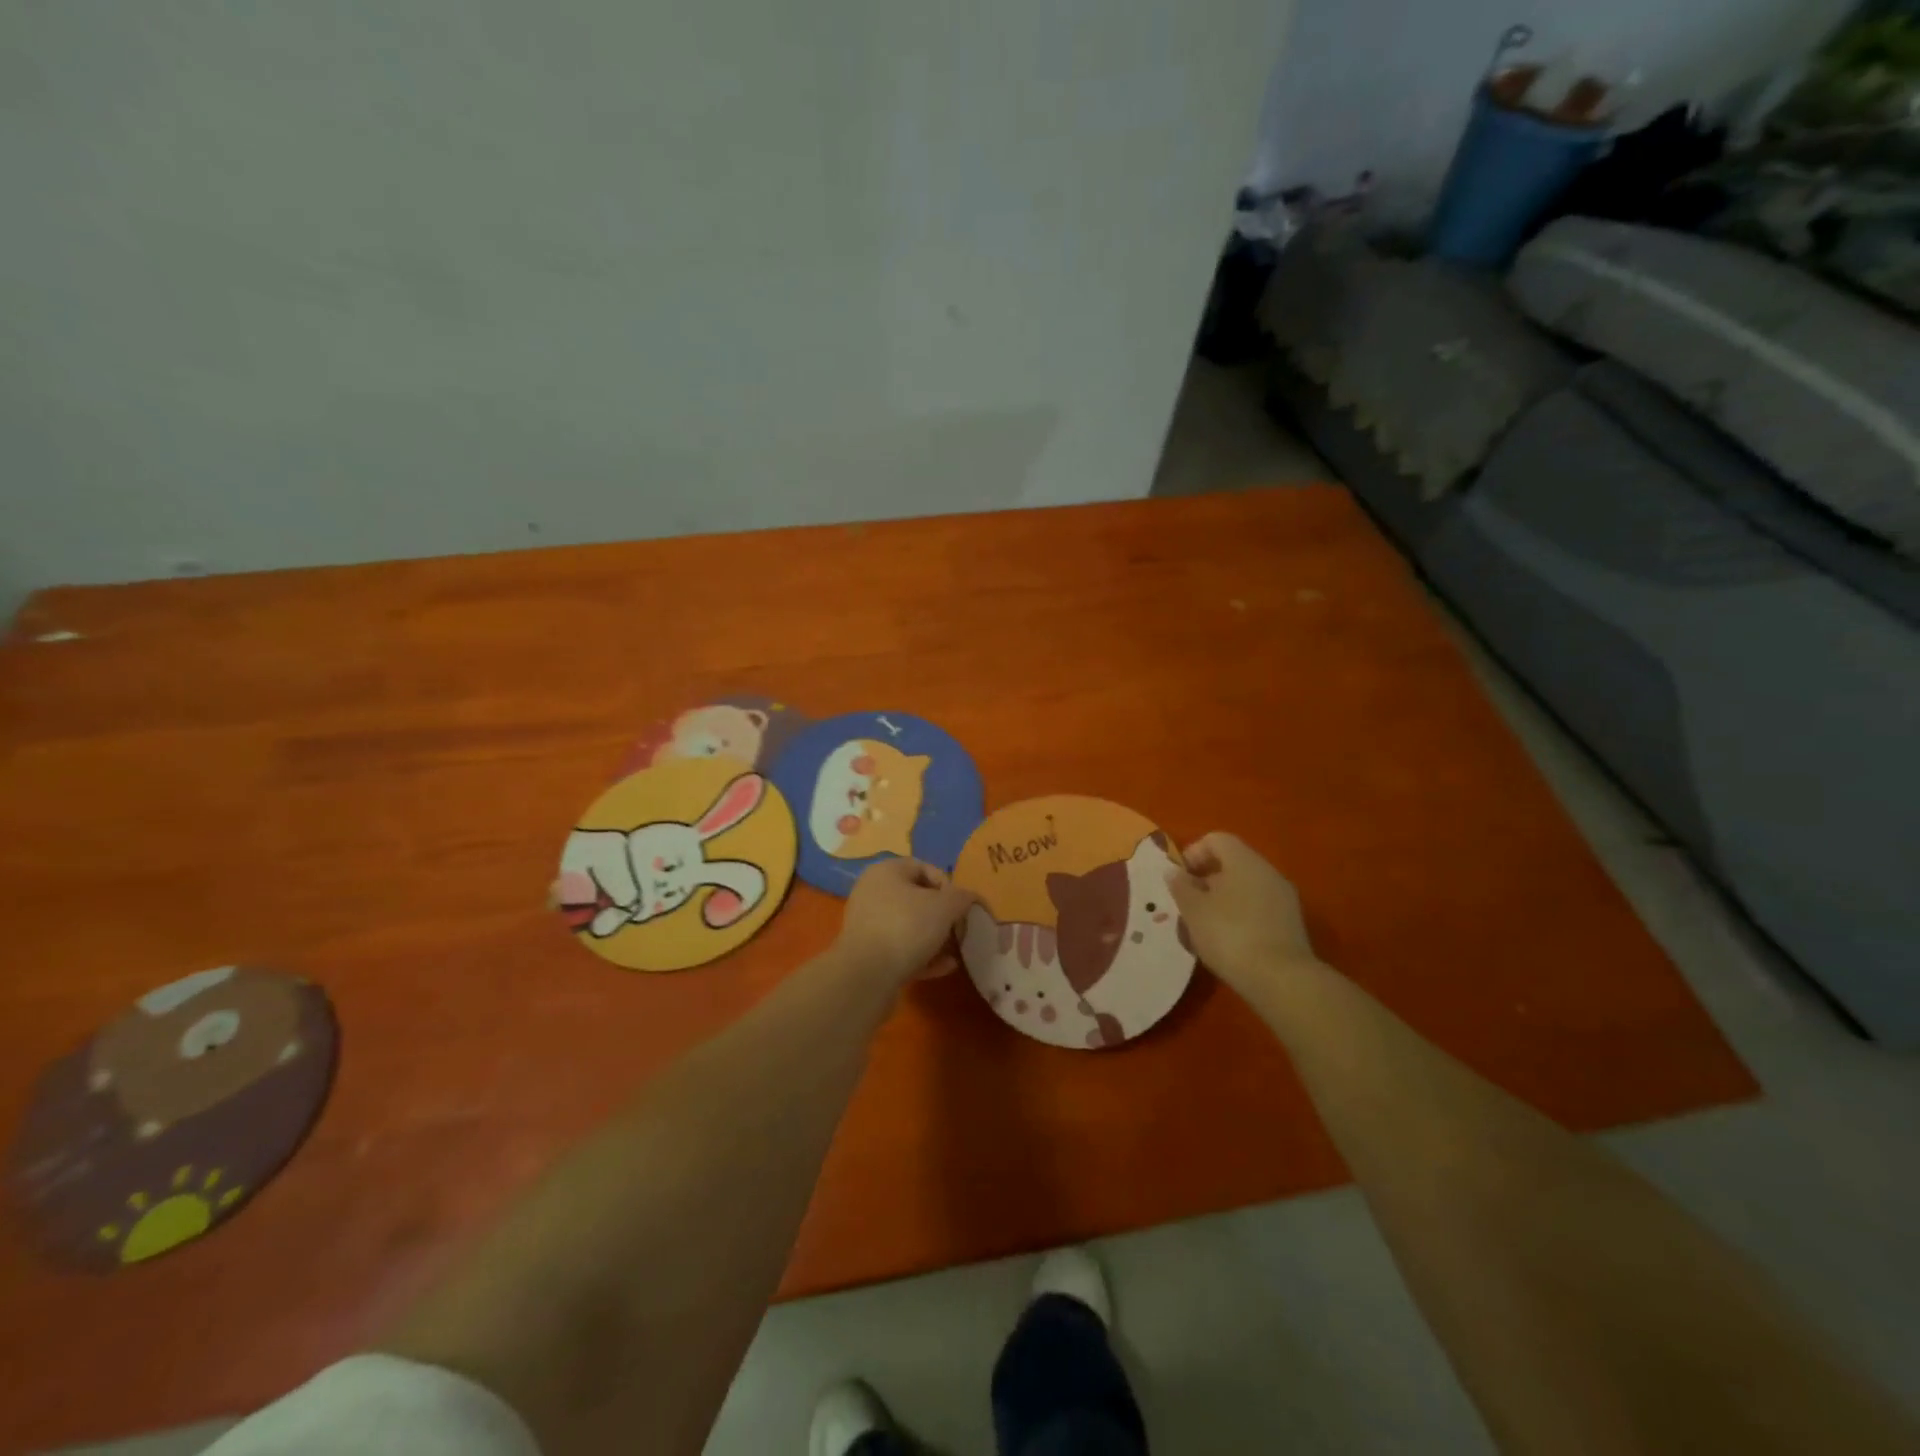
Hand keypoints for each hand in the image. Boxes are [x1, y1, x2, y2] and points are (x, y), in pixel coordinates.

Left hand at [834, 858, 976, 987]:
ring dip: (936, 938)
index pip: (924, 867)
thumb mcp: (945, 907)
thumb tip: (970, 898)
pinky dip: (922, 955)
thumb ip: (962, 898)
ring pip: (909, 926)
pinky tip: (944, 967)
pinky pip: (900, 948)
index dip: (948, 885)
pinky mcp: (868, 953)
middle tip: (960, 930)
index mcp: (886, 871)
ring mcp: (868, 924)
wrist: (866, 976)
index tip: (961, 906)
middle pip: (917, 899)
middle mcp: (873, 892)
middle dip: (943, 916)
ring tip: (956, 952)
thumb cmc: (906, 927)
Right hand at [1165, 832, 1320, 993]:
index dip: (1193, 853)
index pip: (1216, 840)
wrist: (1281, 980)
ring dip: (1222, 901)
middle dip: (1206, 881)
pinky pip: (1258, 908)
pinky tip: (1228, 943)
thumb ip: (1181, 887)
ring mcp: (1283, 898)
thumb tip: (1174, 872)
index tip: (1179, 879)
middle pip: (1232, 864)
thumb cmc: (1229, 935)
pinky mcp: (1290, 924)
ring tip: (1205, 928)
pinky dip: (1240, 917)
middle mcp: (1267, 872)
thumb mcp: (1193, 910)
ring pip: (1245, 888)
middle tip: (1188, 905)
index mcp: (1244, 861)